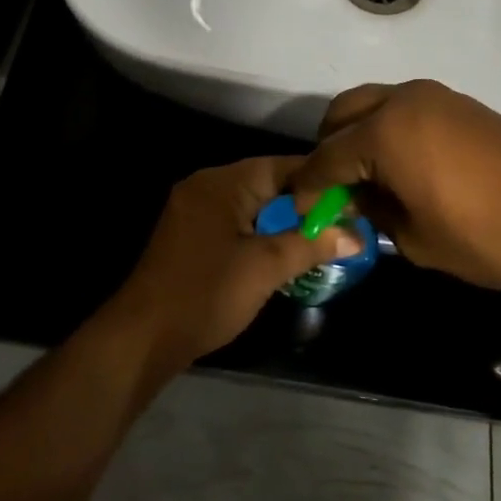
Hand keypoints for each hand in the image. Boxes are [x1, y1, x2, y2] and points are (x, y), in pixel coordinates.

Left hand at [103, 157, 363, 372]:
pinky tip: (282, 253)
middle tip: (342, 222)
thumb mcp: (266, 268)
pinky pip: (234, 221)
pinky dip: (259, 232)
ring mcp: (193, 209)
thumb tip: (357, 235)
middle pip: (266, 183)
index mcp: (222, 182)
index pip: (282, 165)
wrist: (143, 336)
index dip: (319, 180)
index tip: (352, 197)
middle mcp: (205, 185)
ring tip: (320, 239)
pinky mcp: (189, 234)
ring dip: (282, 220)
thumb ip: (312, 245)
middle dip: (303, 203)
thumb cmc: (207, 293)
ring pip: (251, 205)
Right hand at [289, 80, 500, 300]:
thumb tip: (356, 200)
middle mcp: (402, 100)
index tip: (298, 211)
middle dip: (327, 149)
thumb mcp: (415, 239)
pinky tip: (400, 167)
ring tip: (365, 179)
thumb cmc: (486, 235)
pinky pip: (403, 109)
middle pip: (342, 115)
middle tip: (331, 190)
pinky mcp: (459, 103)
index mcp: (383, 131)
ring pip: (373, 105)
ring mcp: (434, 96)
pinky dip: (387, 130)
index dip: (307, 188)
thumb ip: (373, 212)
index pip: (325, 158)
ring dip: (358, 135)